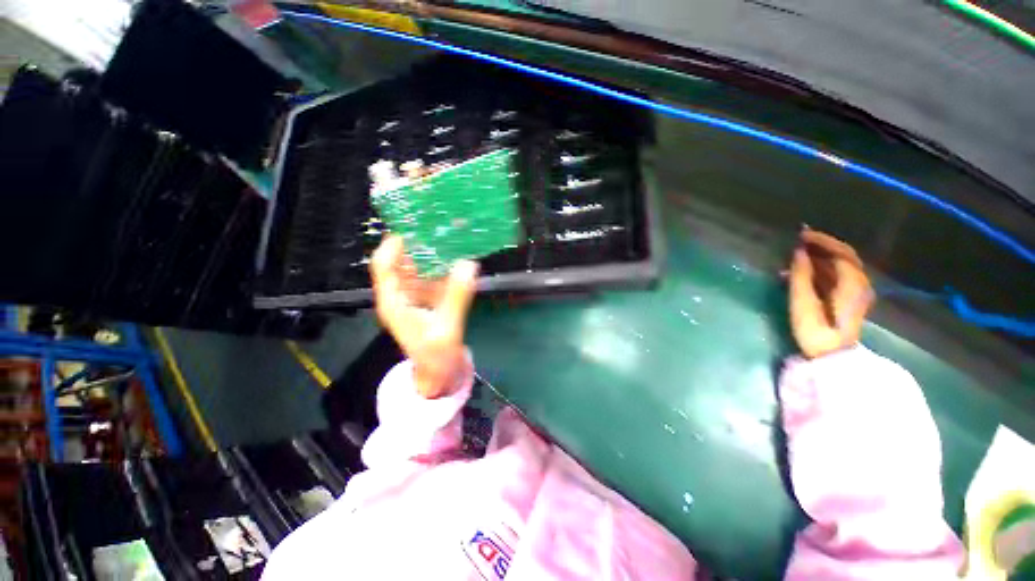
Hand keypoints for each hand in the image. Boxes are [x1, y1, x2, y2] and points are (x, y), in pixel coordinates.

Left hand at [370, 236, 478, 397]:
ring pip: (417, 268)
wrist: (439, 375)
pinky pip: (432, 278)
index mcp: (394, 302)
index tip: (413, 228)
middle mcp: (400, 296)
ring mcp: (414, 298)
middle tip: (438, 227)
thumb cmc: (436, 357)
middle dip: (416, 244)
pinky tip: (457, 259)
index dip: (393, 245)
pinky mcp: (427, 301)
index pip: (384, 267)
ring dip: (430, 254)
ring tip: (449, 237)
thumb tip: (469, 265)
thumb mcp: (447, 328)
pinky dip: (442, 267)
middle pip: (400, 262)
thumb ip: (457, 297)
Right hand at [788, 228, 872, 358]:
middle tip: (798, 240)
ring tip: (796, 254)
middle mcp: (859, 284)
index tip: (800, 235)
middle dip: (821, 246)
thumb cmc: (816, 330)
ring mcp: (855, 292)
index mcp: (852, 283)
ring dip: (818, 257)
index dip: (821, 241)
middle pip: (843, 257)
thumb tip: (798, 252)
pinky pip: (836, 276)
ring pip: (839, 266)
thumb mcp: (803, 302)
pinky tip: (801, 271)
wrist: (832, 357)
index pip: (841, 253)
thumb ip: (801, 275)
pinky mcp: (847, 299)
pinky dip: (820, 269)